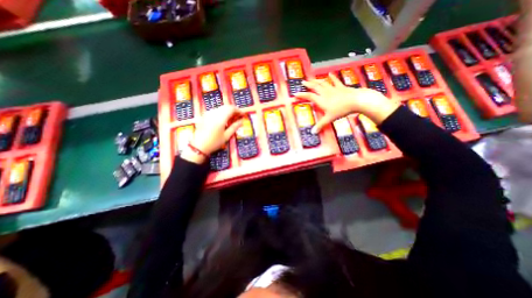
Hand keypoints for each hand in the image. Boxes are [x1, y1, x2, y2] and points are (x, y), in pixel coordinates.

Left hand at [181, 106, 242, 163]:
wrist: (198, 146)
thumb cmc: (214, 142)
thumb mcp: (226, 136)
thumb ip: (234, 127)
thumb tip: (241, 121)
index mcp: (220, 118)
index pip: (231, 109)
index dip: (238, 110)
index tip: (243, 115)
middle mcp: (214, 113)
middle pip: (226, 107)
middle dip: (233, 110)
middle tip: (238, 117)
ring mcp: (208, 113)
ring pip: (221, 108)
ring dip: (228, 111)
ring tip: (232, 119)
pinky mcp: (205, 115)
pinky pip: (216, 111)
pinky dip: (222, 113)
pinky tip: (224, 120)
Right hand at [295, 73, 398, 132]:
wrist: (356, 101)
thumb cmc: (341, 110)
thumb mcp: (329, 119)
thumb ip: (321, 125)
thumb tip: (313, 132)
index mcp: (321, 100)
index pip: (309, 96)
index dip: (302, 95)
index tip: (295, 94)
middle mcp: (325, 93)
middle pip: (315, 87)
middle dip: (308, 85)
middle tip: (303, 82)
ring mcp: (333, 89)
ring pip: (323, 83)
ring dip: (317, 81)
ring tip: (312, 79)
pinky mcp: (341, 87)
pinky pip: (335, 81)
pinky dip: (332, 77)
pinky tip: (330, 74)